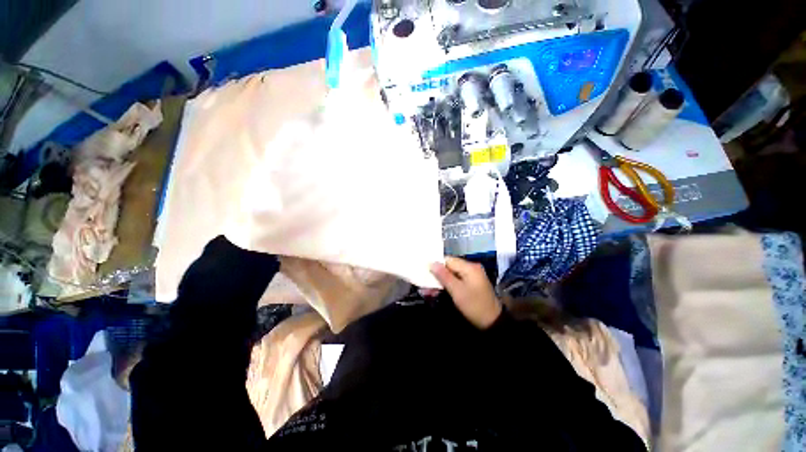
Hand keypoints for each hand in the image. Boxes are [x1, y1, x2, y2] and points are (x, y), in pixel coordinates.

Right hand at [430, 257, 501, 328]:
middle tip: (425, 285)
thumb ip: (443, 276)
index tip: (425, 272)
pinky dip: (448, 285)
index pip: (448, 260)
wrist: (492, 322)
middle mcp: (471, 268)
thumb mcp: (457, 291)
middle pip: (449, 267)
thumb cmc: (474, 305)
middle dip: (437, 275)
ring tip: (429, 290)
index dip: (436, 264)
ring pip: (451, 274)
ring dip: (441, 281)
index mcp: (469, 267)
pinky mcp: (471, 283)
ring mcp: (472, 276)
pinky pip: (456, 280)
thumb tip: (432, 263)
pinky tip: (438, 291)